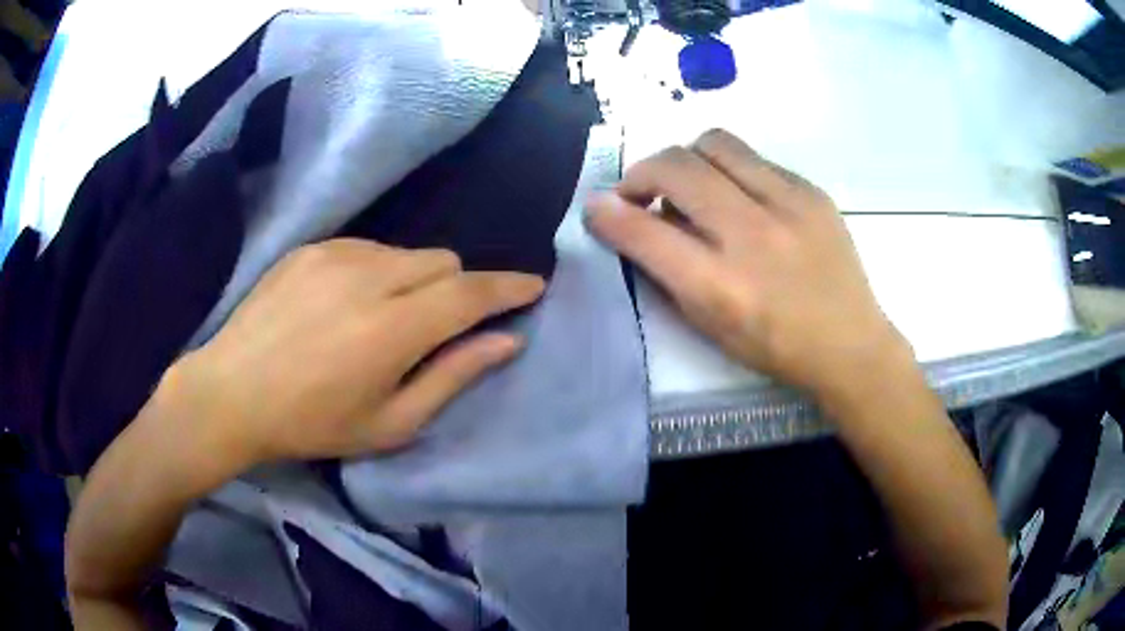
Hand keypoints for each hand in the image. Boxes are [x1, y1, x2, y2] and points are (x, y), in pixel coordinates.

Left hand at [168, 239, 543, 464]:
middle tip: (435, 327)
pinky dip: (376, 271)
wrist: (232, 392)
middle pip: (442, 261)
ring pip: (405, 252)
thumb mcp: (390, 423)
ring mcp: (335, 255)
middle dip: (455, 289)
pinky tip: (345, 305)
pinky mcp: (310, 248)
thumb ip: (452, 376)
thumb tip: (506, 341)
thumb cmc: (312, 423)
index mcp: (392, 328)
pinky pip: (367, 248)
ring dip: (414, 280)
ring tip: (382, 319)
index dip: (509, 287)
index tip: (533, 285)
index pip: (470, 292)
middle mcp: (369, 277)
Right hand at [585, 129, 907, 399]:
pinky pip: (753, 158)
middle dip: (640, 173)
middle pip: (674, 167)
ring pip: (713, 143)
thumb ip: (666, 272)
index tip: (595, 206)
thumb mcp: (709, 326)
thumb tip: (633, 221)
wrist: (849, 343)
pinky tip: (740, 199)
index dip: (606, 213)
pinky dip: (730, 171)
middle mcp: (751, 235)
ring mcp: (787, 204)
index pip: (643, 231)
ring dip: (686, 160)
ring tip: (692, 186)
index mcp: (719, 286)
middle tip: (641, 193)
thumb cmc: (774, 346)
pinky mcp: (811, 190)